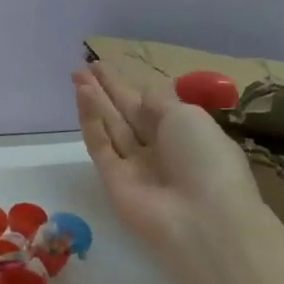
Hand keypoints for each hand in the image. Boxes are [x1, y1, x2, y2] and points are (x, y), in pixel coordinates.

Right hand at [73, 63, 259, 256]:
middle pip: (125, 114)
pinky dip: (91, 121)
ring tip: (76, 76)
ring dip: (94, 101)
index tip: (104, 65)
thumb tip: (142, 93)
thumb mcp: (189, 117)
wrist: (202, 218)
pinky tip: (83, 97)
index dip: (127, 85)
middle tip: (82, 68)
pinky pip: (100, 144)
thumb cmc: (206, 159)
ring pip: (110, 126)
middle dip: (105, 91)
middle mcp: (158, 147)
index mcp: (184, 132)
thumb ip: (159, 102)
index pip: (149, 104)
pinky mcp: (111, 179)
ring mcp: (133, 164)